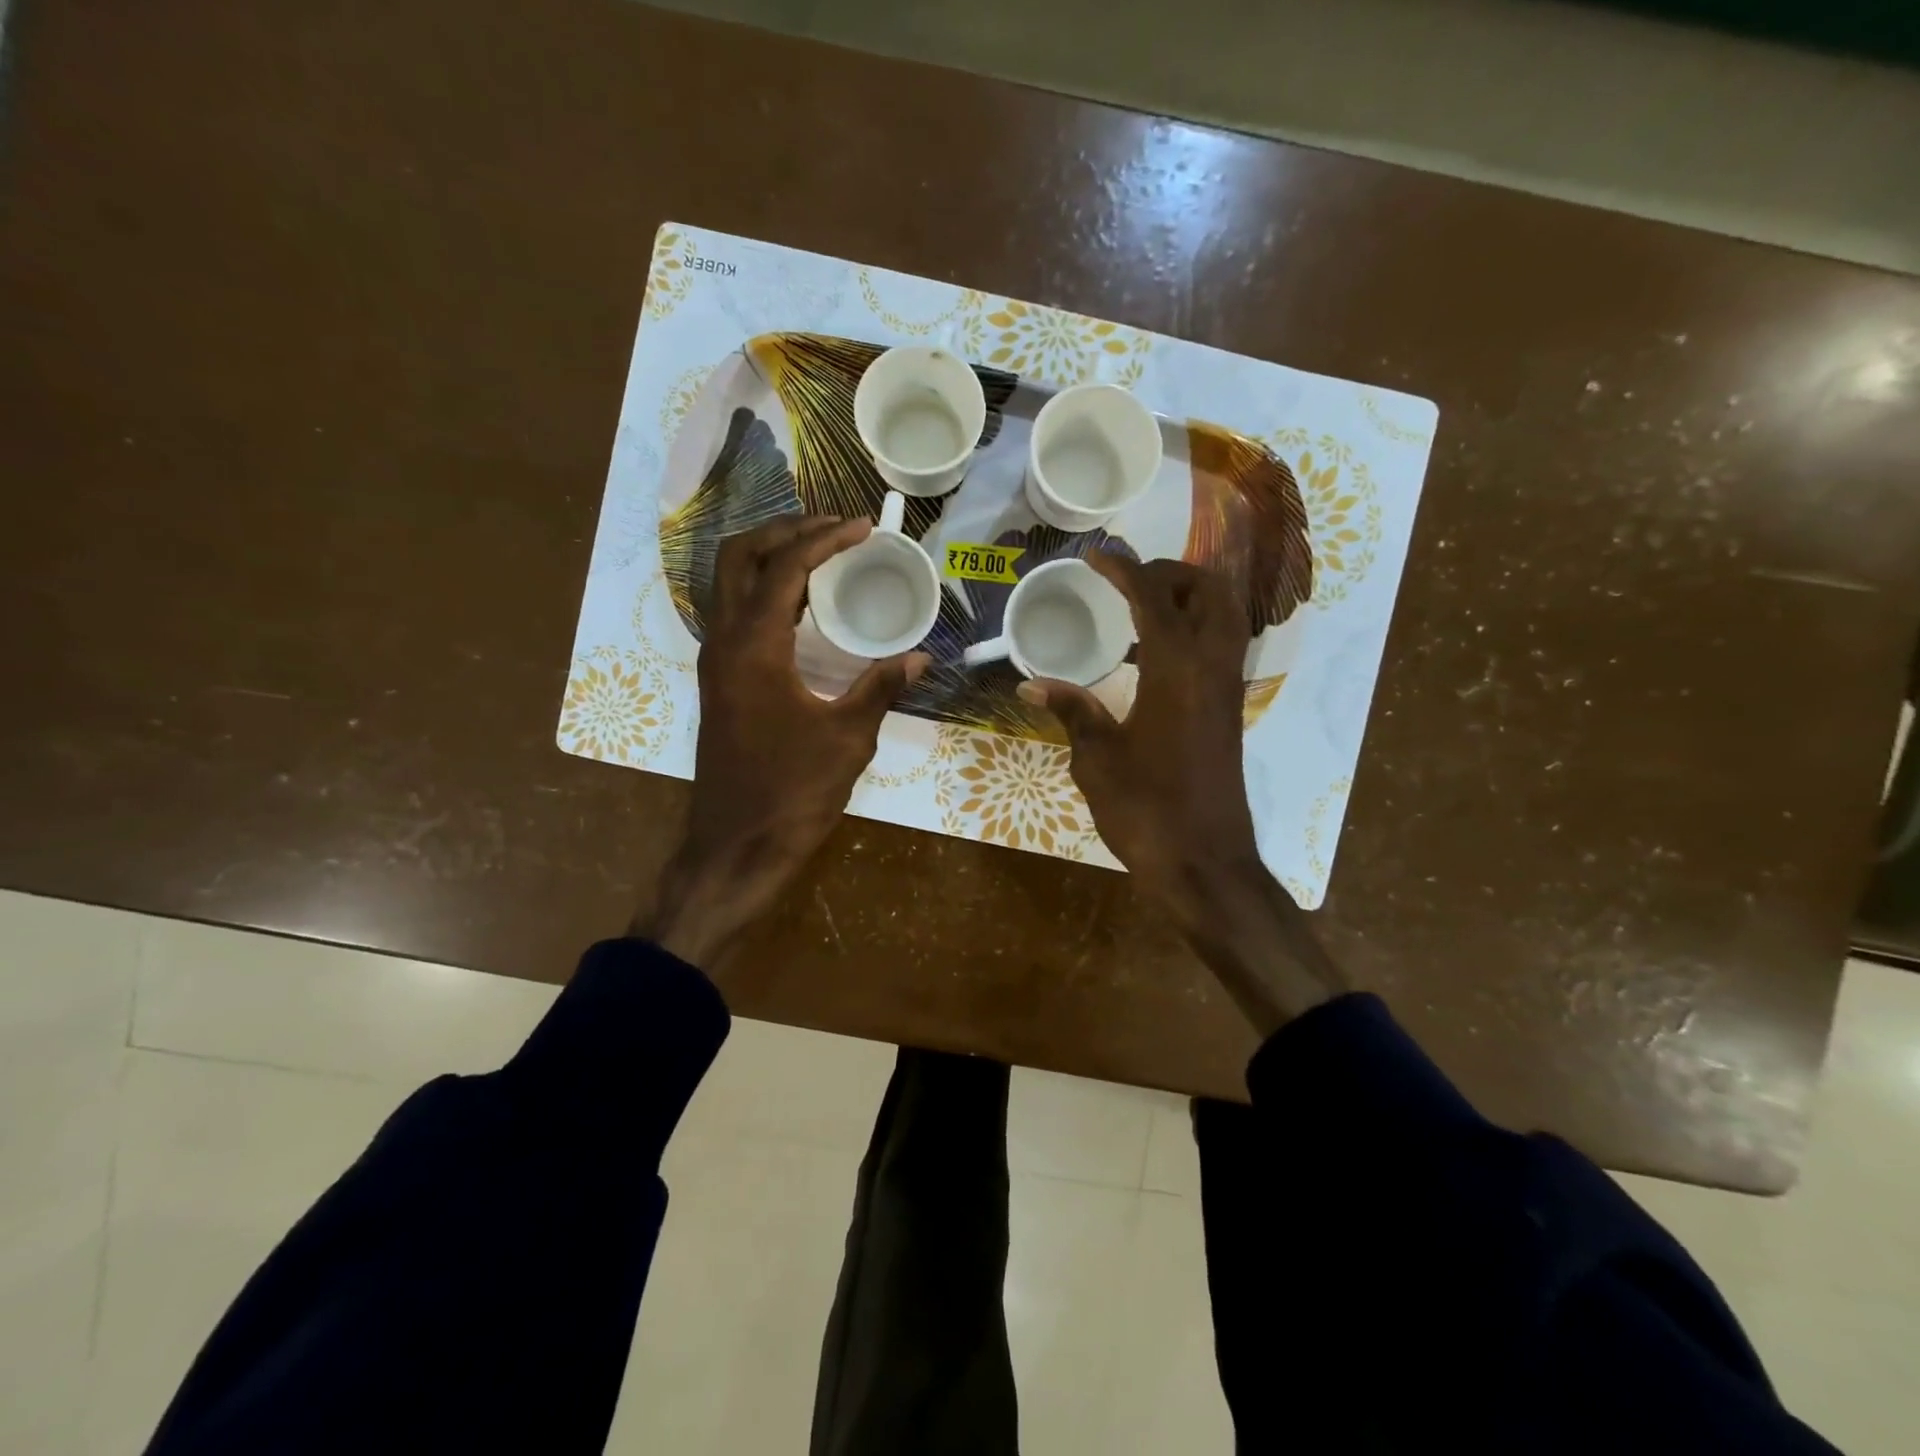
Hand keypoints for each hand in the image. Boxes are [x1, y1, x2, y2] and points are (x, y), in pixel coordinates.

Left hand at [636, 516, 927, 966]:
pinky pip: (737, 614)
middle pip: (739, 557)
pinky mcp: (721, 683)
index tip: (864, 526)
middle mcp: (723, 643)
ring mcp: (716, 663)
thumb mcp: (847, 739)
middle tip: (833, 529)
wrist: (735, 847)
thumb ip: (880, 689)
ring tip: (822, 554)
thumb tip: (919, 659)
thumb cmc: (791, 794)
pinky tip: (805, 607)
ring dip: (771, 558)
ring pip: (730, 584)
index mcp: (753, 647)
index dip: (825, 539)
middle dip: (785, 532)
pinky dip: (766, 593)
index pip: (785, 568)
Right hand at [1017, 554, 1259, 916]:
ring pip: (1226, 617)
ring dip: (1190, 598)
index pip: (1153, 598)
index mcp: (1177, 670)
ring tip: (1141, 608)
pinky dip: (1195, 629)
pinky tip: (1154, 655)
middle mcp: (1212, 668)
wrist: (1204, 863)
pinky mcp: (1229, 711)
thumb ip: (1072, 711)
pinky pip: (1221, 647)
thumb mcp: (1097, 759)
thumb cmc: (1146, 810)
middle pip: (1210, 591)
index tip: (1095, 557)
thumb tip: (1031, 684)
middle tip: (1127, 581)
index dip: (1124, 570)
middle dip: (1171, 573)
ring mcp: (1227, 690)